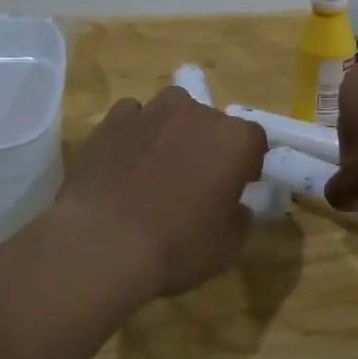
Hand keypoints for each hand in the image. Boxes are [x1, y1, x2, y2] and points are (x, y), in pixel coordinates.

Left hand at [56, 87, 268, 297]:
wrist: (102, 245)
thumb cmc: (176, 247)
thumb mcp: (228, 245)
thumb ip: (238, 214)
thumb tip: (232, 204)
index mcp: (234, 140)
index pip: (254, 140)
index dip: (247, 164)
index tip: (237, 187)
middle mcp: (196, 113)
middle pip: (211, 122)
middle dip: (208, 146)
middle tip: (196, 181)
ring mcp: (150, 112)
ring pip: (171, 112)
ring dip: (172, 132)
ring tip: (157, 167)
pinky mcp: (111, 120)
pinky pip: (132, 117)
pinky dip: (134, 134)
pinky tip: (125, 162)